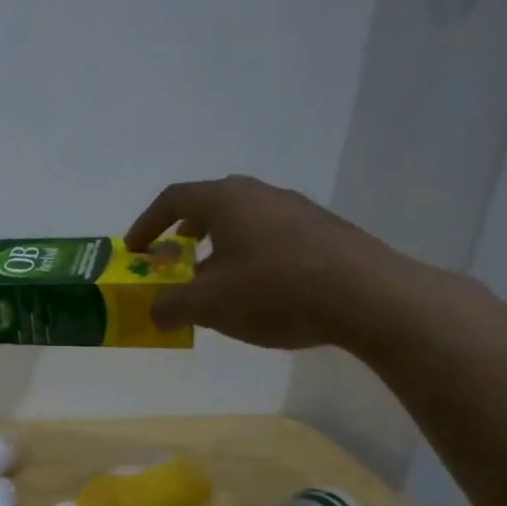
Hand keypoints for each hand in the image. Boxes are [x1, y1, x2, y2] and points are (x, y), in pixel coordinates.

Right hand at [125, 175, 429, 351]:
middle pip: (212, 202)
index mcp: (226, 201)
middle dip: (187, 229)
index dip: (147, 223)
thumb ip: (170, 306)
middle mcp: (262, 195)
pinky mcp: (327, 232)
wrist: (371, 298)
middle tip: (175, 255)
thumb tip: (156, 311)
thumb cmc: (275, 291)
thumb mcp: (208, 305)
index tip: (135, 249)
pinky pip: (275, 235)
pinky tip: (261, 290)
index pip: (174, 198)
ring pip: (246, 219)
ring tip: (217, 280)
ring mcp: (299, 210)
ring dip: (222, 245)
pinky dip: (253, 254)